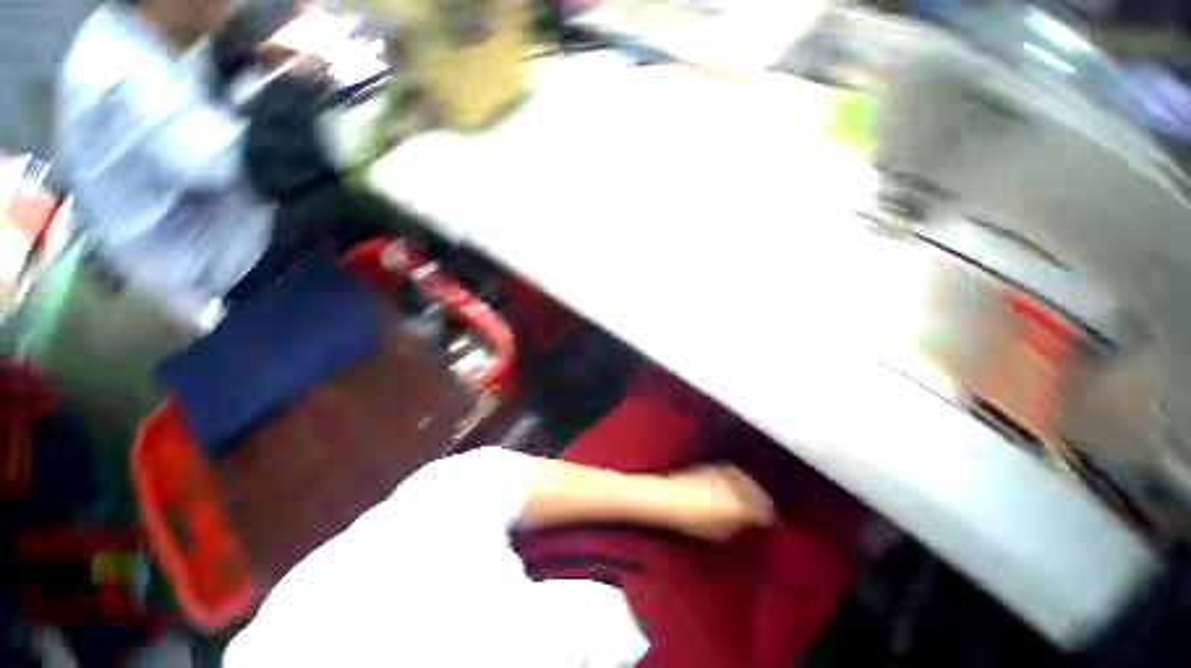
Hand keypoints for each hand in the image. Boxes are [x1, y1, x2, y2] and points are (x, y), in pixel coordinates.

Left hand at [665, 466, 775, 541]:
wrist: (670, 497)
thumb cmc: (693, 521)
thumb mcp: (722, 533)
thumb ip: (740, 526)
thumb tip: (748, 524)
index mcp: (741, 505)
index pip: (765, 511)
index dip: (770, 519)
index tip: (771, 524)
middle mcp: (737, 485)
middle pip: (758, 492)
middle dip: (764, 502)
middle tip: (766, 512)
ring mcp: (725, 472)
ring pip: (748, 480)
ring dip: (753, 488)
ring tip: (754, 498)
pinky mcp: (715, 465)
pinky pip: (735, 472)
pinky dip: (741, 479)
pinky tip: (739, 486)